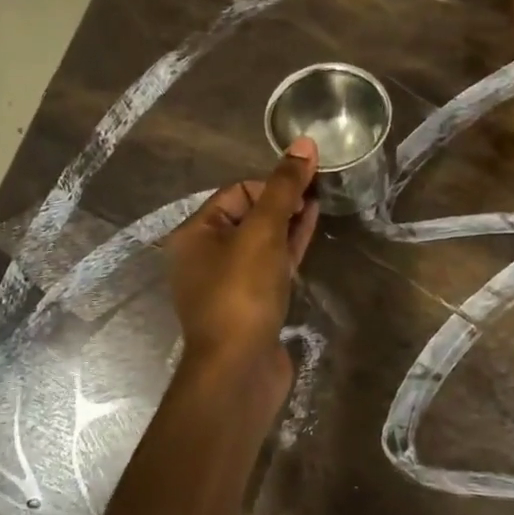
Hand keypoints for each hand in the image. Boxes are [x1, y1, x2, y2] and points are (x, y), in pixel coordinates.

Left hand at [166, 139, 320, 402]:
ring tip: (319, 204)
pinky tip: (310, 233)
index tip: (303, 187)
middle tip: (317, 190)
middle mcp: (205, 256)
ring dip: (288, 222)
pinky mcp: (250, 305)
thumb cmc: (242, 293)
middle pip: (249, 215)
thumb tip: (304, 143)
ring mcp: (228, 283)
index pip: (236, 192)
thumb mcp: (263, 232)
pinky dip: (289, 249)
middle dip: (282, 201)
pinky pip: (270, 266)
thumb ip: (284, 187)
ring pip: (262, 241)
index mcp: (194, 234)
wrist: (238, 371)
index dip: (271, 185)